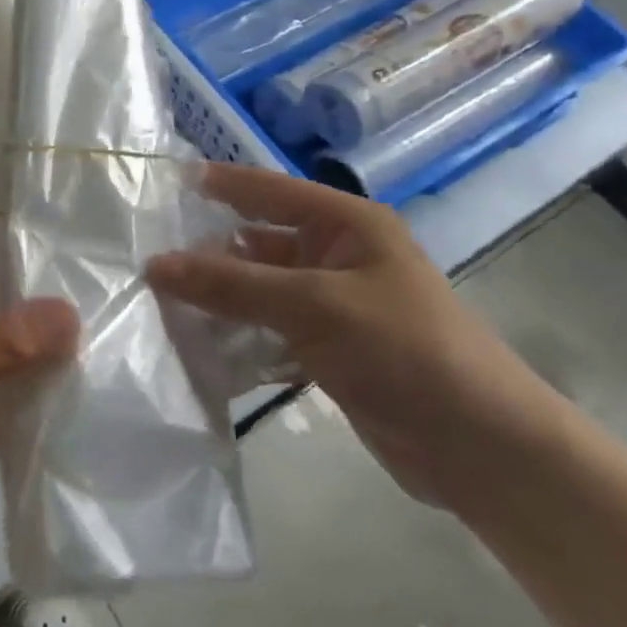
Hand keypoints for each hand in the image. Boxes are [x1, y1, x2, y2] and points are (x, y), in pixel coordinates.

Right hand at [147, 164, 572, 508]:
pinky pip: (270, 330)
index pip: (270, 190)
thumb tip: (154, 265)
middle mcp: (338, 256)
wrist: (479, 446)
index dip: (222, 183)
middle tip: (147, 258)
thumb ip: (231, 284)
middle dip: (208, 251)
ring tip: (159, 304)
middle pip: (259, 243)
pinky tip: (199, 347)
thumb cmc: (402, 350)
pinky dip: (238, 336)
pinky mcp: (329, 349)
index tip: (169, 180)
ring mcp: (334, 305)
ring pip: (260, 290)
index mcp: (346, 225)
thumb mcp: (312, 306)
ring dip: (218, 298)